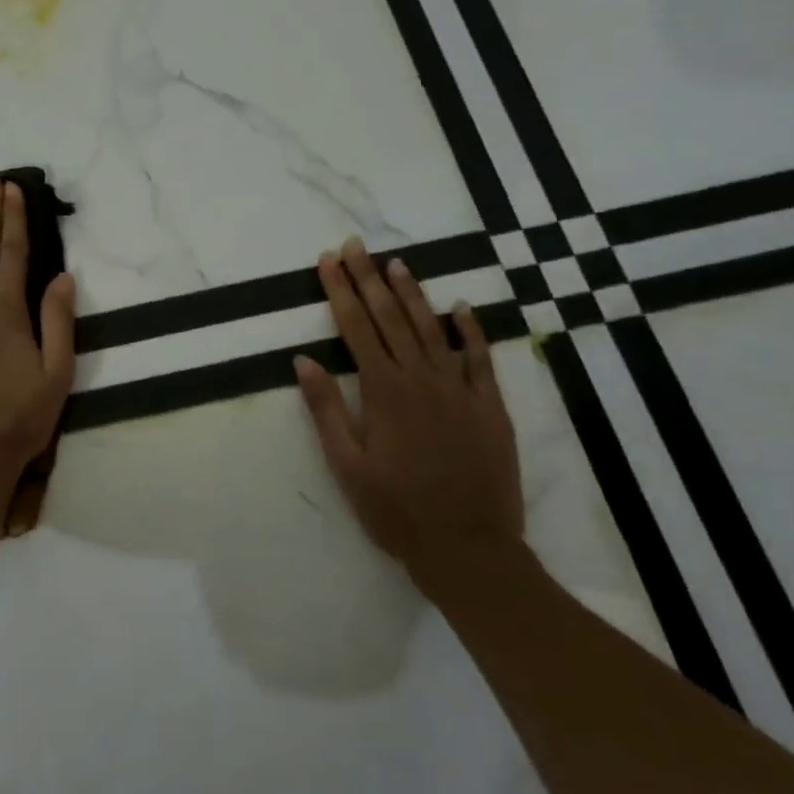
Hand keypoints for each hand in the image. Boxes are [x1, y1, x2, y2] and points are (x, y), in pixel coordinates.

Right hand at [294, 238, 522, 590]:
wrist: (469, 548)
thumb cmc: (396, 510)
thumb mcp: (346, 465)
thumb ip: (325, 409)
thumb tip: (304, 359)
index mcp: (383, 391)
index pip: (355, 327)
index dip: (339, 290)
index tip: (328, 260)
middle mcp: (421, 379)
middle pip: (389, 317)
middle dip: (368, 278)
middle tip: (355, 245)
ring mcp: (460, 390)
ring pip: (431, 328)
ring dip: (412, 293)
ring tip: (396, 263)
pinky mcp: (489, 407)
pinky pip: (479, 359)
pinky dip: (470, 330)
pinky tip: (460, 307)